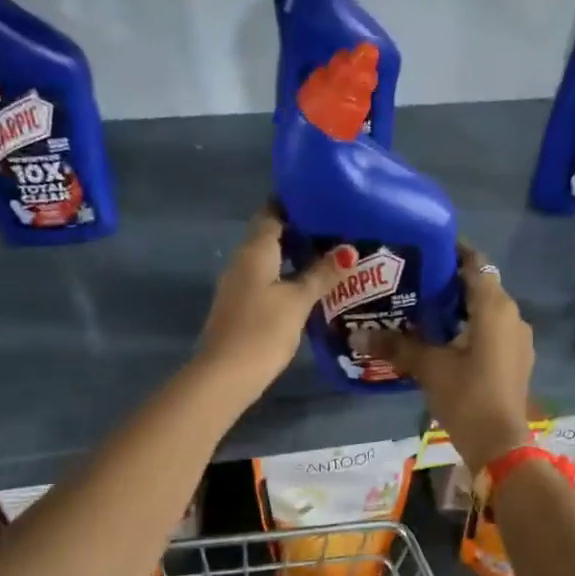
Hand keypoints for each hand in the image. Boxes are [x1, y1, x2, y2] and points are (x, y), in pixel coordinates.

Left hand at [195, 207, 338, 395]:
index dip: (296, 204)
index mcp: (255, 249)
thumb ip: (321, 274)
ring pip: (270, 261)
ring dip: (296, 258)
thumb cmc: (263, 330)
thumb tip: (348, 250)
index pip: (272, 212)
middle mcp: (243, 260)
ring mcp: (239, 285)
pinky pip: (266, 282)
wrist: (226, 374)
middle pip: (271, 236)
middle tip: (337, 232)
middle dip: (301, 231)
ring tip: (331, 259)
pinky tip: (310, 289)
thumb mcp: (298, 300)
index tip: (324, 201)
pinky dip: (287, 278)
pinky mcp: (241, 307)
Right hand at [371, 246, 534, 471]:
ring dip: (460, 309)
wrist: (500, 444)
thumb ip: (396, 346)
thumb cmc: (467, 396)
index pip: (475, 263)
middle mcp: (512, 316)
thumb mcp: (429, 368)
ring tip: (424, 312)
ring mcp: (517, 340)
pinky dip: (470, 329)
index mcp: (494, 307)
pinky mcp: (515, 361)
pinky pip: (492, 332)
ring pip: (486, 312)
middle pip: (480, 286)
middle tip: (413, 283)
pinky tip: (444, 342)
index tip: (424, 251)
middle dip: (450, 283)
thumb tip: (356, 333)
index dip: (452, 252)